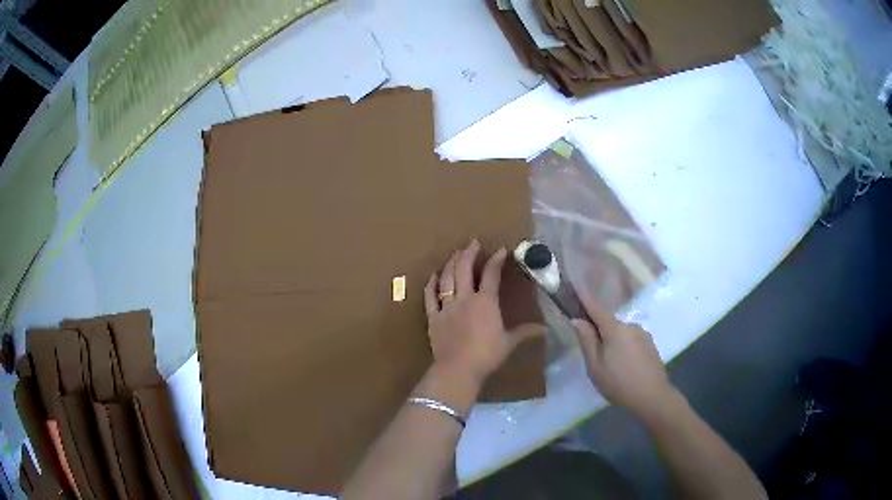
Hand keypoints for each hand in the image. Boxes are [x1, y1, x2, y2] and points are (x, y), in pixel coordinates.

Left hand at [424, 239, 543, 384]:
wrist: (458, 368)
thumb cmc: (487, 355)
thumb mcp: (509, 342)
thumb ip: (524, 332)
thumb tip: (544, 329)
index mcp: (485, 302)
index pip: (492, 274)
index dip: (496, 260)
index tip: (501, 250)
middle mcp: (465, 298)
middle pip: (465, 269)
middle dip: (469, 253)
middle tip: (472, 243)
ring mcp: (447, 306)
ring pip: (447, 278)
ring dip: (451, 263)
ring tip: (456, 254)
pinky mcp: (433, 316)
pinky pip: (430, 296)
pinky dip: (431, 284)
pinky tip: (434, 275)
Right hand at [571, 296, 675, 419]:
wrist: (652, 396)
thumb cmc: (618, 382)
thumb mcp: (595, 366)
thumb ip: (587, 341)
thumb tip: (577, 320)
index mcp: (615, 329)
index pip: (596, 309)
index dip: (585, 299)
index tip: (575, 287)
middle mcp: (630, 326)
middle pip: (609, 324)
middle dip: (600, 333)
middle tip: (593, 355)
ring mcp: (643, 334)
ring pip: (621, 334)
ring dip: (614, 343)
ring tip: (611, 367)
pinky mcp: (650, 345)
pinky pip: (632, 341)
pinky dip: (625, 349)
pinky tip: (625, 367)